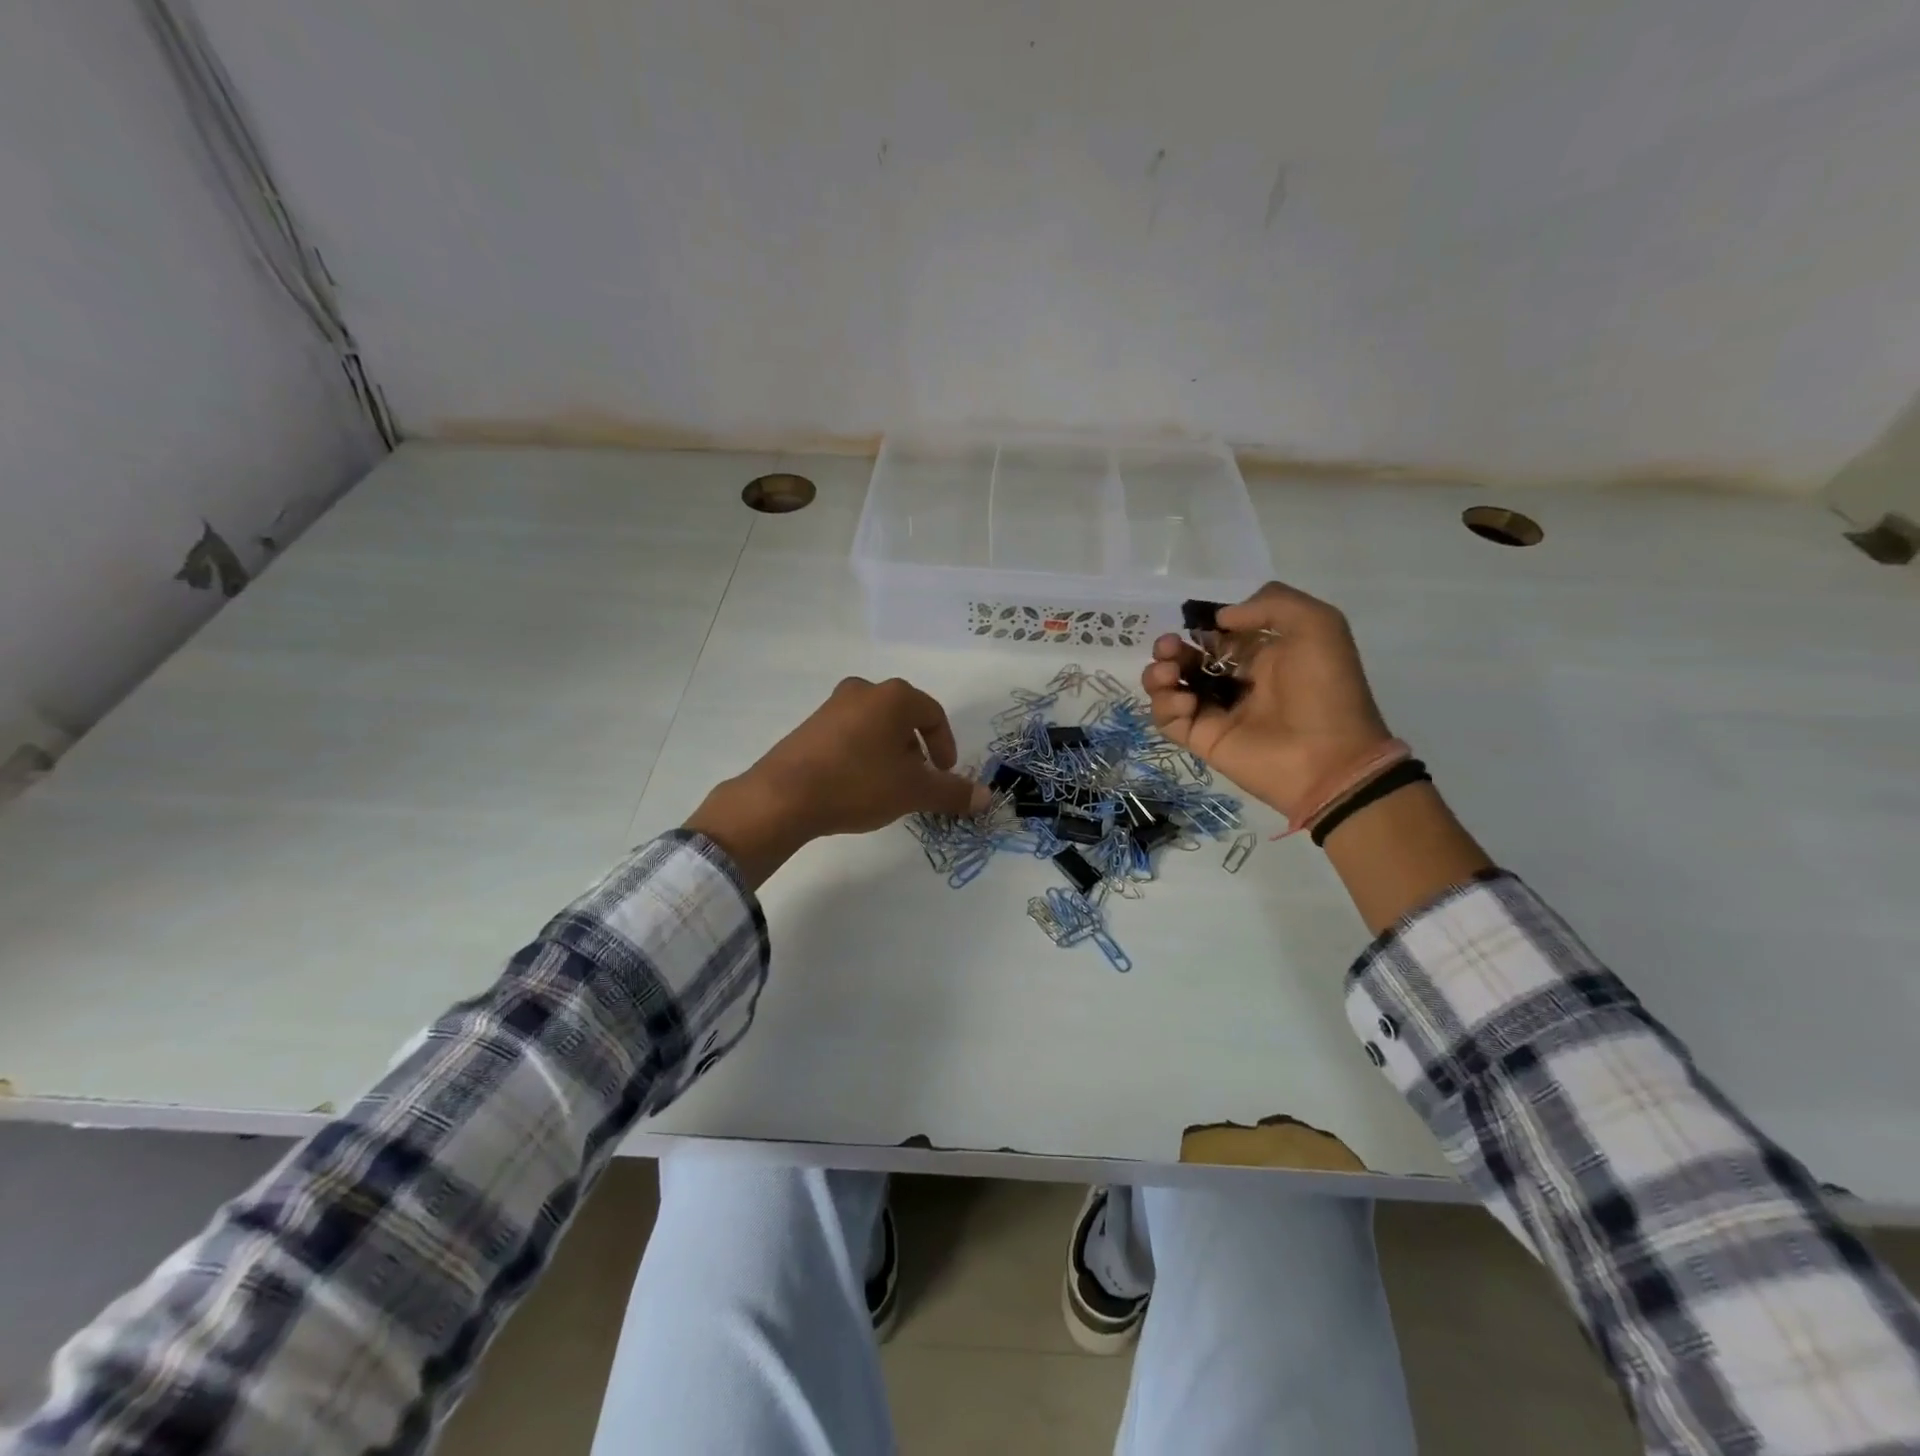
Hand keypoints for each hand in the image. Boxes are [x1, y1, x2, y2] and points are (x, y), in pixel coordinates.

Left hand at [685, 677, 987, 885]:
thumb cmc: (859, 784)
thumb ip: (953, 792)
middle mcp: (863, 691)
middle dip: (917, 749)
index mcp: (894, 697)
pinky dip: (863, 754)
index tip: (944, 774)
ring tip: (888, 786)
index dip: (946, 746)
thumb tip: (986, 797)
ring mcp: (832, 706)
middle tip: (918, 780)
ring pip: (876, 726)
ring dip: (890, 753)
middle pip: (904, 718)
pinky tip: (857, 784)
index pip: (933, 715)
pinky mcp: (810, 726)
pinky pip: (850, 735)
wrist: (784, 796)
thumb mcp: (913, 791)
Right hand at [1141, 583, 1393, 819]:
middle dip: (1170, 648)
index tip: (1198, 624)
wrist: (1330, 759)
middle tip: (1169, 648)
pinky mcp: (1201, 739)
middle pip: (1186, 659)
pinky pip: (1167, 719)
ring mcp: (1215, 712)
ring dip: (1159, 674)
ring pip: (1170, 688)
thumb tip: (1219, 621)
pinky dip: (1166, 705)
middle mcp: (1235, 682)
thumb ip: (1271, 603)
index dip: (1203, 627)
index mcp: (1262, 655)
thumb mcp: (1317, 625)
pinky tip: (1187, 702)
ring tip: (1169, 674)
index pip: (1217, 636)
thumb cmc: (1325, 690)